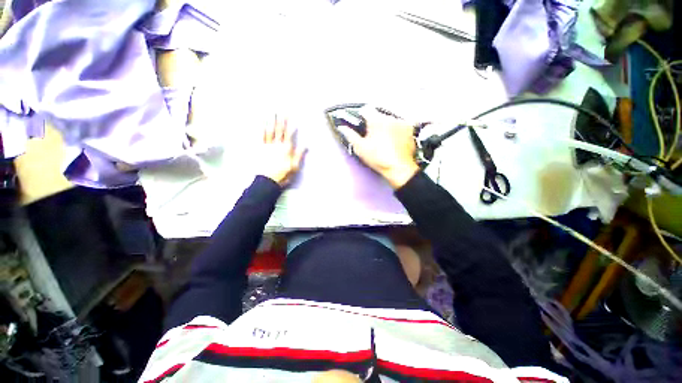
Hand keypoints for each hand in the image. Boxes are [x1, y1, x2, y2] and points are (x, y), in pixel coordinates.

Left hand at [258, 117, 305, 185]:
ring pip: (270, 131)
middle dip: (280, 120)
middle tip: (280, 111)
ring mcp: (268, 146)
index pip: (288, 135)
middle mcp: (277, 145)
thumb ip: (299, 155)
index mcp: (286, 149)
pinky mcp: (261, 149)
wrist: (268, 180)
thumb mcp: (294, 167)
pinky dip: (262, 130)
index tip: (290, 117)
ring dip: (271, 122)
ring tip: (271, 114)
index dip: (289, 126)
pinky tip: (262, 124)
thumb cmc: (283, 174)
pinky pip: (262, 137)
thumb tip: (305, 146)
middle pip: (279, 131)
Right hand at [337, 107, 418, 188]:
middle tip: (372, 137)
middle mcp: (390, 117)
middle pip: (378, 115)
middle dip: (374, 123)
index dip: (361, 116)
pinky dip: (396, 130)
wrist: (399, 168)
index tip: (360, 125)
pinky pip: (400, 126)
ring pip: (389, 120)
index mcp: (376, 120)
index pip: (366, 110)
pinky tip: (394, 141)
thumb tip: (342, 128)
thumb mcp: (360, 148)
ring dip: (385, 126)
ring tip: (384, 140)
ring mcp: (401, 122)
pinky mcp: (410, 129)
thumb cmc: (378, 158)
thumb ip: (350, 136)